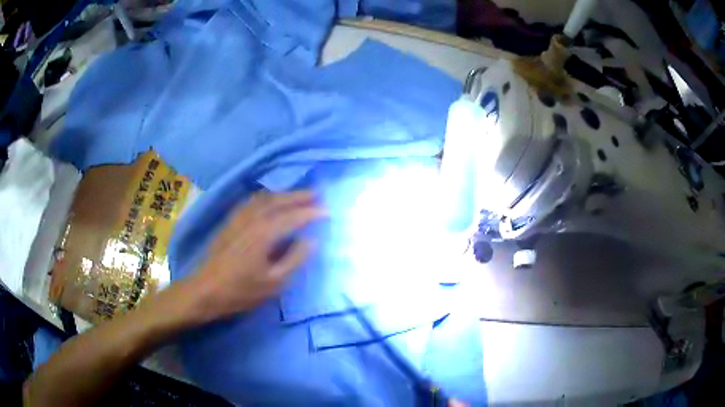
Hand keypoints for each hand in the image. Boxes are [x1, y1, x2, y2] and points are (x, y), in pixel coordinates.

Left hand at [188, 191, 325, 321]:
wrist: (206, 290)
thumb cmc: (241, 291)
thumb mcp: (274, 282)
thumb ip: (295, 259)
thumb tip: (312, 240)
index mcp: (264, 233)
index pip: (293, 216)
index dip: (311, 212)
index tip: (328, 212)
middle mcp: (252, 218)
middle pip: (279, 200)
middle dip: (299, 196)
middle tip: (317, 195)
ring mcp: (239, 218)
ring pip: (264, 198)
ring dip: (283, 194)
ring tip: (298, 196)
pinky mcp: (230, 221)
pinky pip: (252, 201)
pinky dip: (267, 197)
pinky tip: (270, 202)